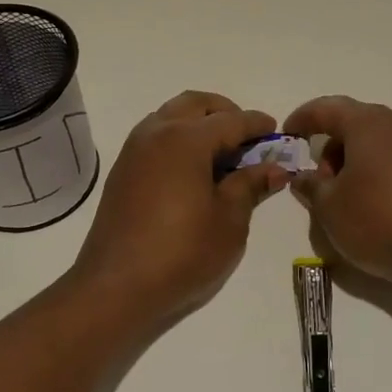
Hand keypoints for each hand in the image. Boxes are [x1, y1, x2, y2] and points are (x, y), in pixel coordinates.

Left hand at [72, 91, 290, 332]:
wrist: (115, 287)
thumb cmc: (182, 253)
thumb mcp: (229, 221)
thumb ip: (250, 185)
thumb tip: (275, 168)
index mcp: (186, 139)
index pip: (231, 120)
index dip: (257, 124)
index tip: (277, 131)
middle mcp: (157, 132)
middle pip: (197, 104)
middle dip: (225, 112)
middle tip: (248, 138)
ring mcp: (134, 149)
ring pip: (172, 115)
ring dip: (199, 122)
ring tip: (222, 154)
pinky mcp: (123, 169)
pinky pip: (156, 136)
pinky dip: (179, 138)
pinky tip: (194, 169)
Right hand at [283, 95, 391, 292]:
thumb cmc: (381, 221)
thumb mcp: (330, 209)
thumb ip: (311, 187)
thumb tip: (303, 176)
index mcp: (367, 123)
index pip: (326, 108)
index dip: (302, 119)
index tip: (288, 134)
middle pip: (356, 124)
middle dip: (332, 147)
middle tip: (320, 181)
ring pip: (381, 144)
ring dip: (359, 163)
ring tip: (350, 200)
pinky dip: (384, 175)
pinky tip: (383, 208)